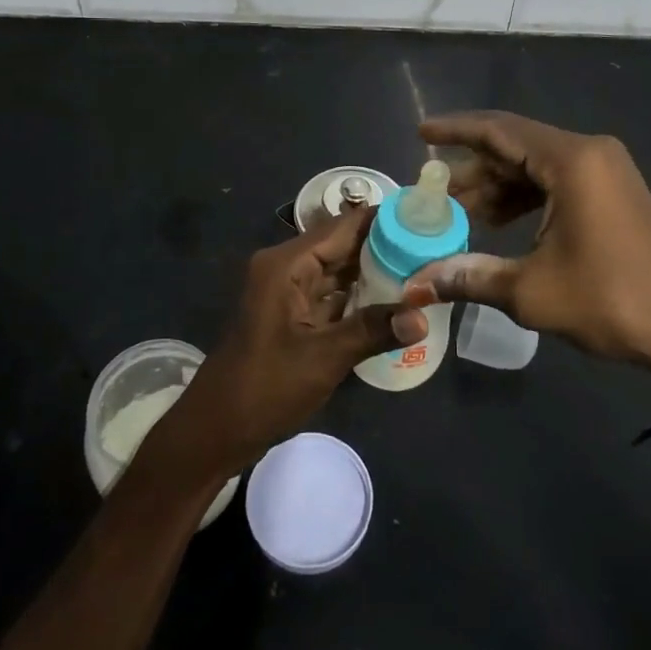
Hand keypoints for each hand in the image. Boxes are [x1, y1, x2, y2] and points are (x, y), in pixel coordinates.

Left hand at [137, 208, 427, 489]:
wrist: (216, 430)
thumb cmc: (264, 388)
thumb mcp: (324, 359)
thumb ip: (373, 331)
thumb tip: (423, 316)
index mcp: (287, 264)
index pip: (343, 226)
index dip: (384, 220)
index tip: (427, 218)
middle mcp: (286, 267)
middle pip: (343, 245)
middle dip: (386, 247)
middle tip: (435, 247)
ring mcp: (288, 290)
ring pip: (339, 270)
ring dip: (376, 272)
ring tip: (425, 269)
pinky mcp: (292, 313)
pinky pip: (331, 294)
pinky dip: (359, 296)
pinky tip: (395, 301)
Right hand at [403, 110, 650, 387]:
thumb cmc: (611, 301)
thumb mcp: (532, 291)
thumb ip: (469, 276)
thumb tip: (414, 286)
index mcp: (571, 161)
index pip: (499, 129)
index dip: (455, 130)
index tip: (420, 134)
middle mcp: (589, 153)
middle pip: (515, 146)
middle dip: (473, 169)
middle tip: (434, 193)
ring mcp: (606, 171)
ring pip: (535, 165)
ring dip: (497, 187)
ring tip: (461, 214)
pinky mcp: (614, 193)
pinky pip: (556, 181)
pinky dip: (524, 197)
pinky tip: (500, 223)